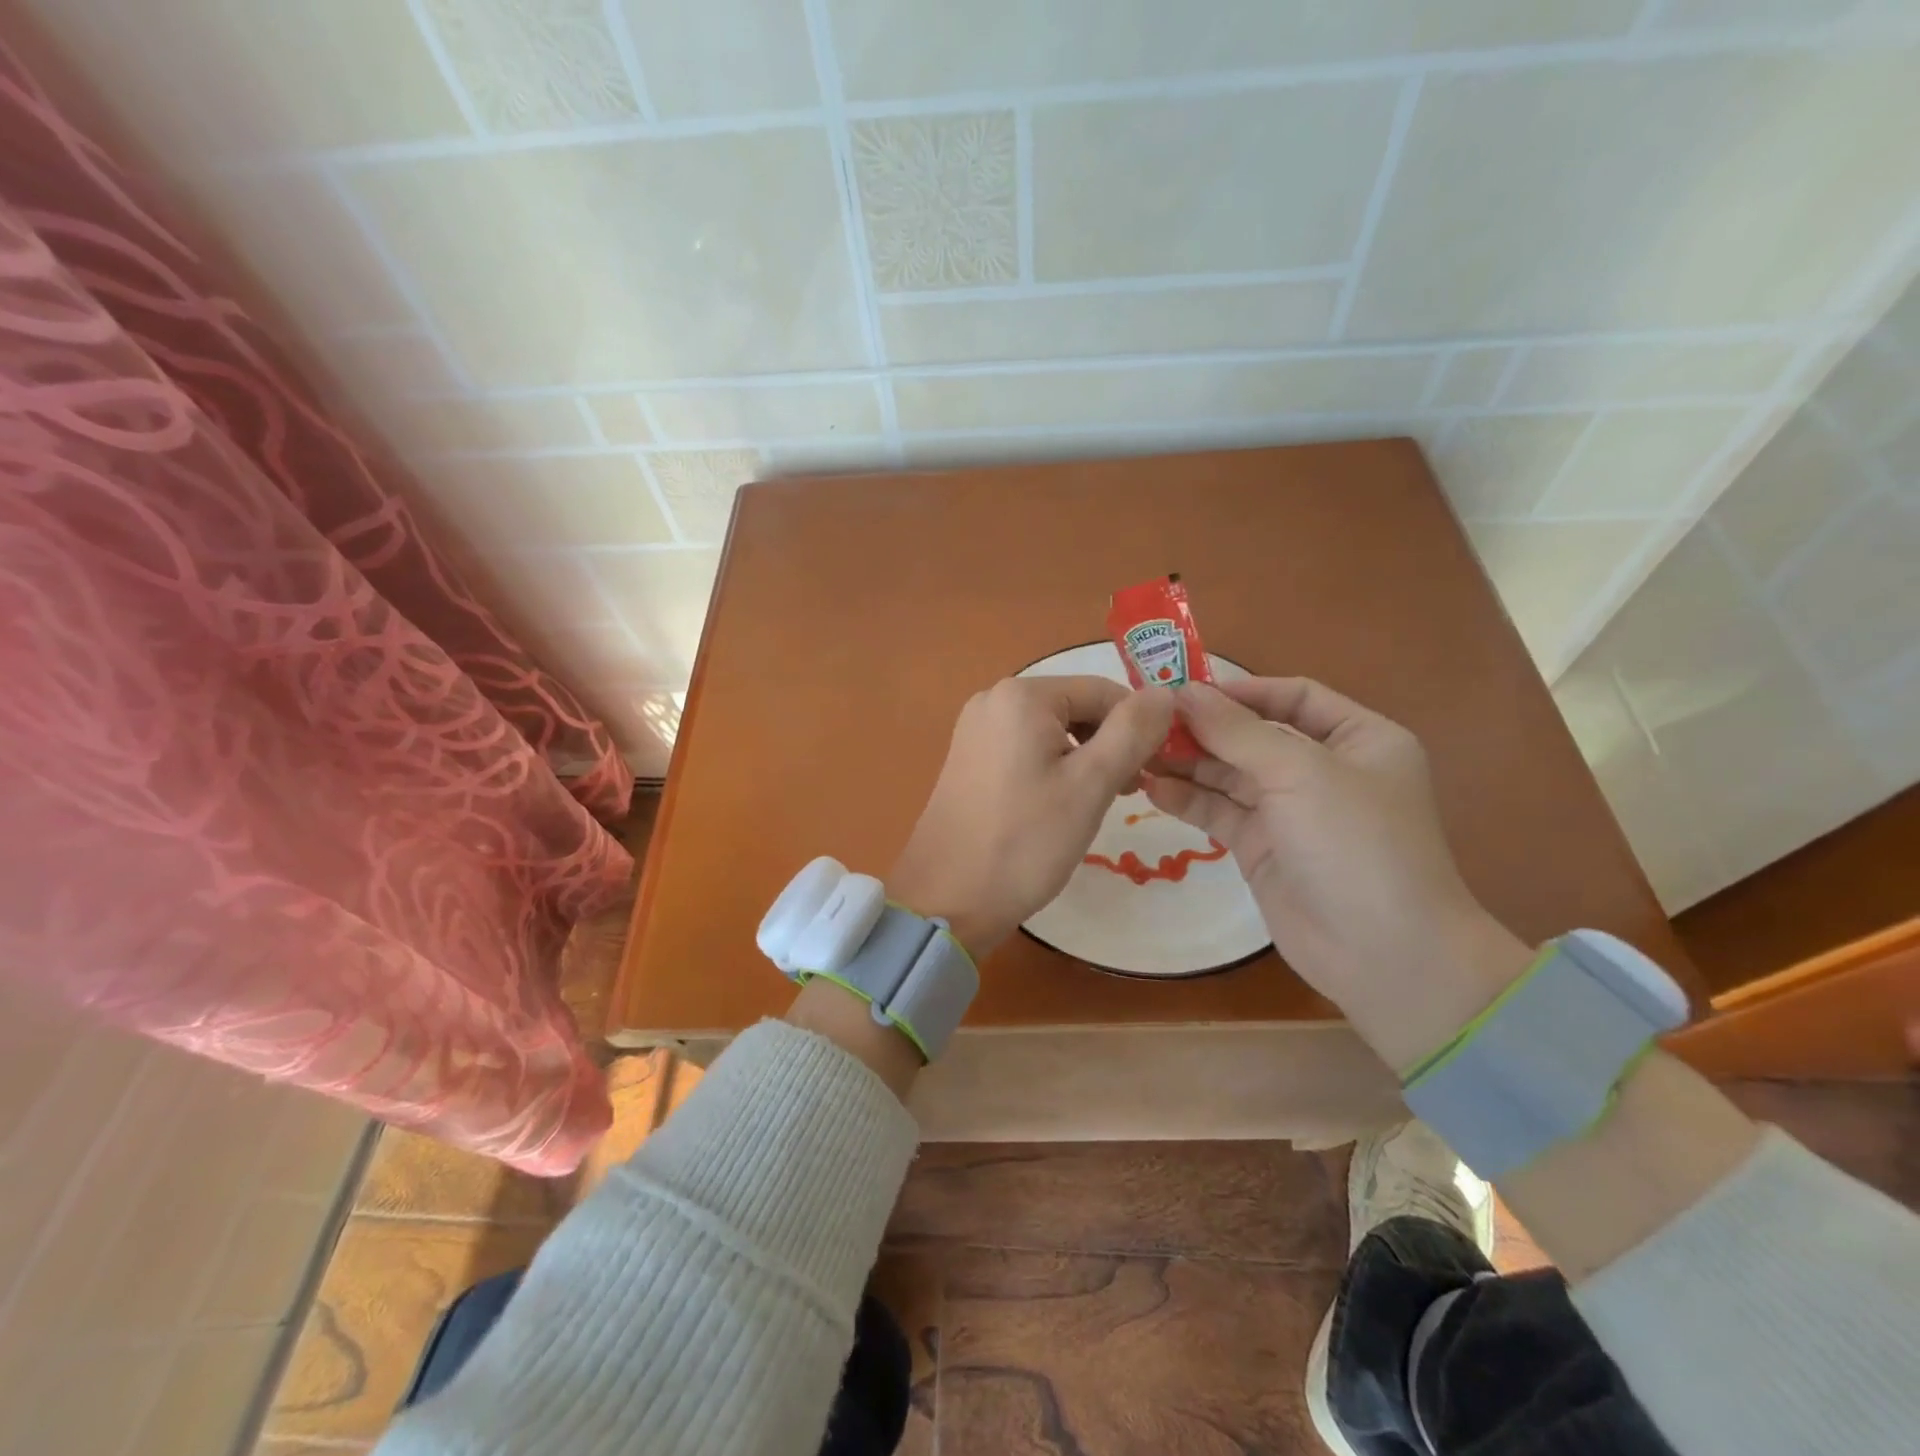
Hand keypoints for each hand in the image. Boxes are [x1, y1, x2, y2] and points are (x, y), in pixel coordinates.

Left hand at [889, 676, 1174, 960]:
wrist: (947, 898)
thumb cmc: (1025, 841)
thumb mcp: (1090, 784)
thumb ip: (1133, 731)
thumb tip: (1165, 692)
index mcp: (1022, 695)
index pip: (1103, 691)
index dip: (1138, 727)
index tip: (1152, 773)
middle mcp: (992, 699)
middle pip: (1076, 707)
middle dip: (1109, 744)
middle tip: (1126, 794)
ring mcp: (975, 729)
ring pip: (1052, 730)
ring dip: (1084, 759)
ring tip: (1096, 804)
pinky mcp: (968, 758)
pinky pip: (1025, 748)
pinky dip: (1053, 768)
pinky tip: (1060, 806)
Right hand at [1141, 678, 1532, 1070]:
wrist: (1383, 955)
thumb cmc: (1356, 844)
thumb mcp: (1299, 773)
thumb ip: (1236, 731)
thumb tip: (1183, 692)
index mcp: (1359, 738)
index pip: (1294, 696)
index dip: (1240, 690)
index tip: (1184, 689)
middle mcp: (1325, 769)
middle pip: (1254, 735)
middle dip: (1204, 728)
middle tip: (1146, 720)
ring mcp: (1291, 812)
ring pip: (1231, 774)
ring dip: (1188, 762)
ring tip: (1137, 752)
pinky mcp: (1263, 848)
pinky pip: (1220, 812)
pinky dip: (1188, 799)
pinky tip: (1152, 788)